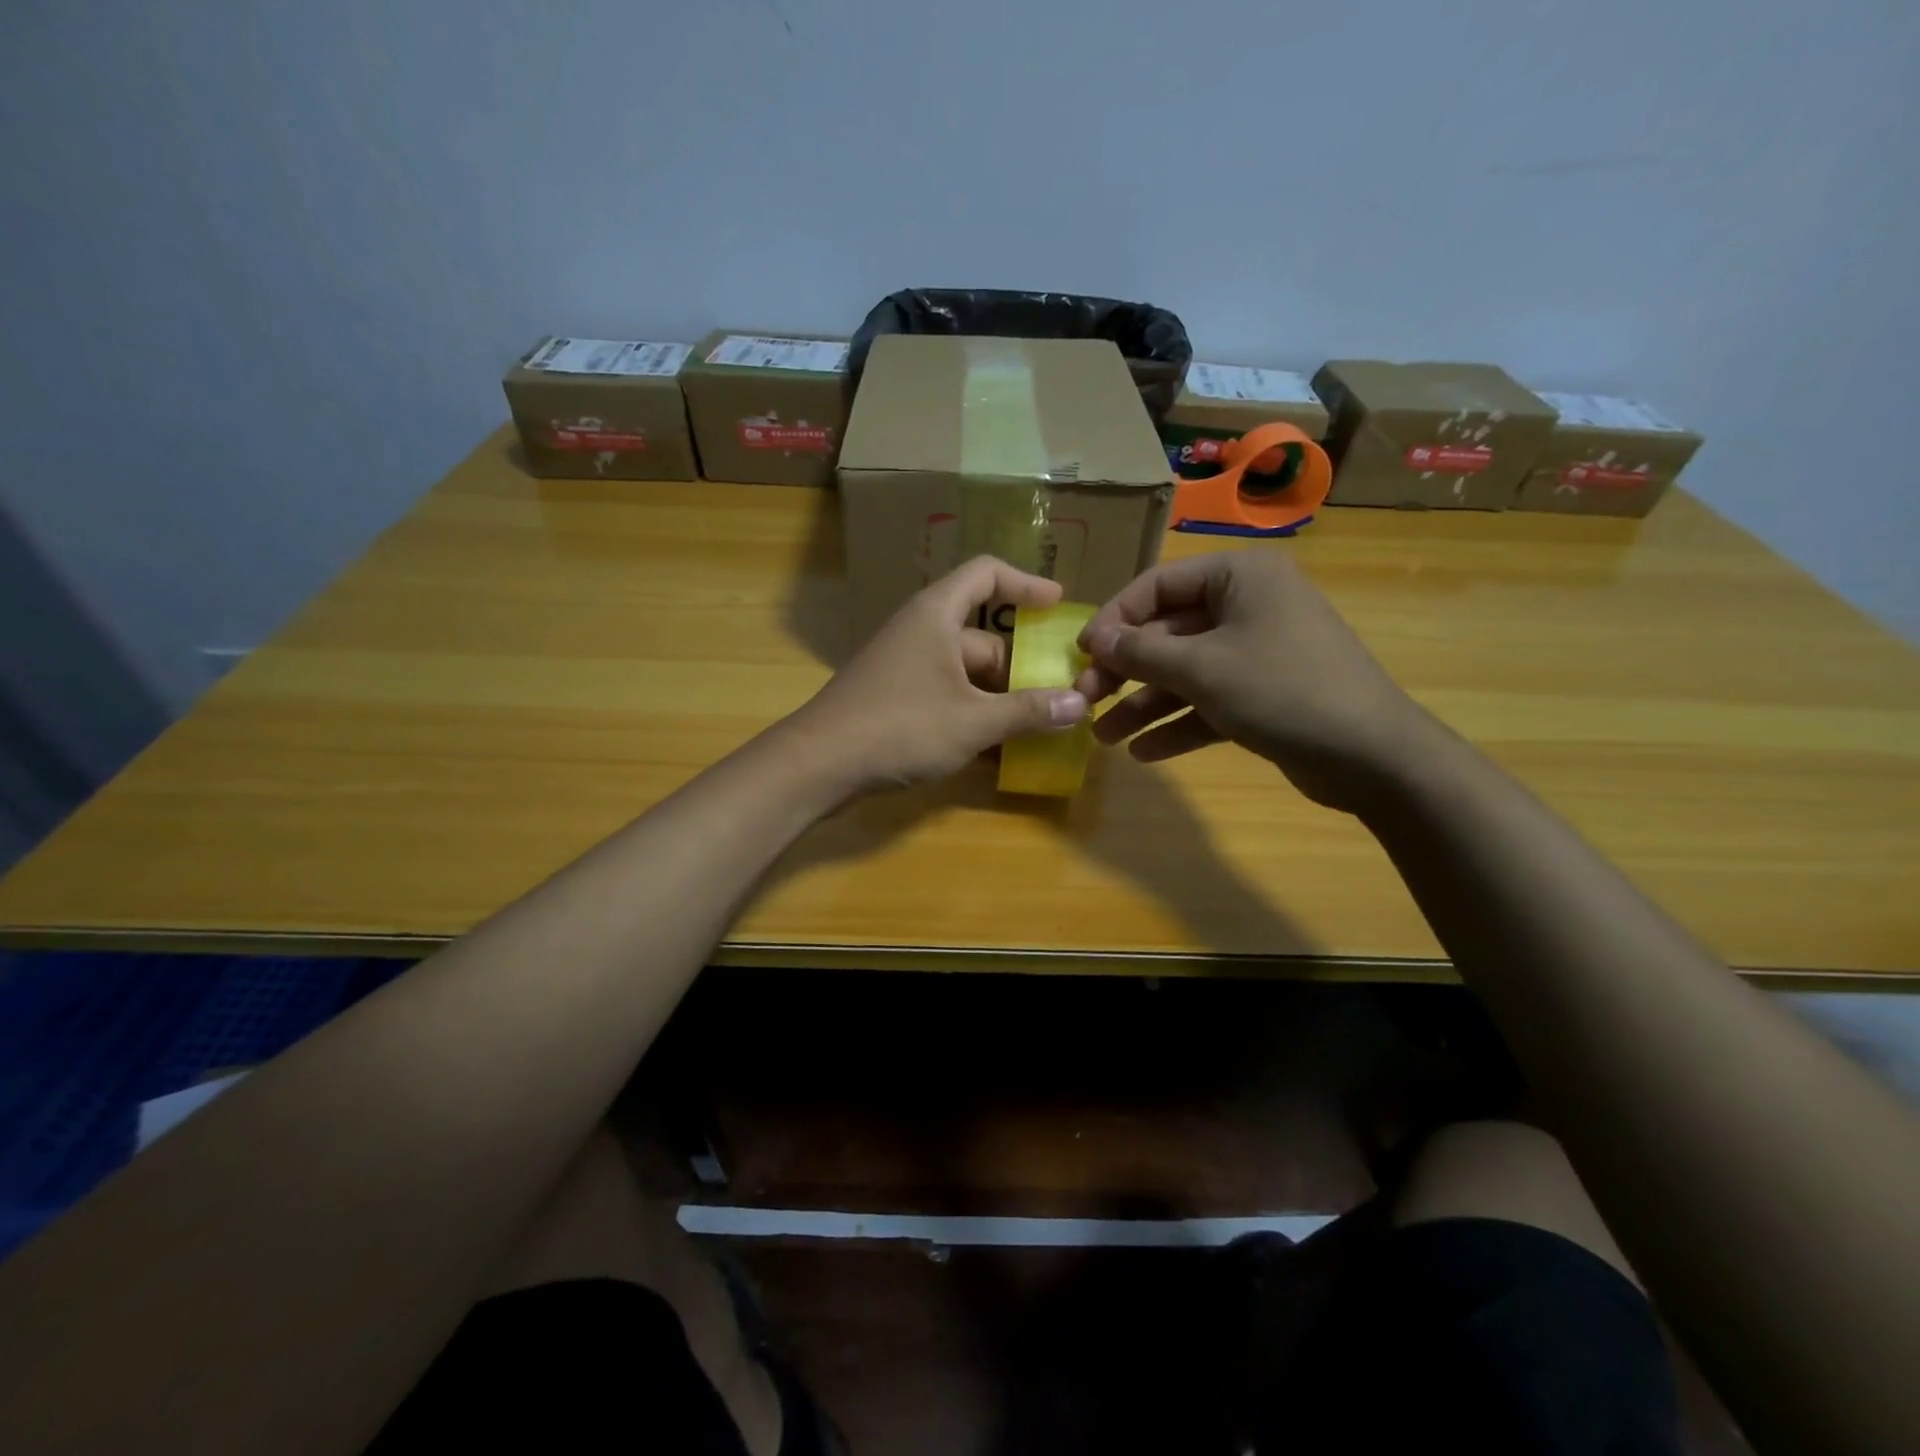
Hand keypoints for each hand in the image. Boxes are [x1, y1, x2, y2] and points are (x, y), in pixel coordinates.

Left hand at [791, 556, 1090, 794]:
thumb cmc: (900, 727)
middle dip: (1021, 667)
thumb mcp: (973, 722)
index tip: (1058, 604)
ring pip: (966, 672)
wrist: (818, 764)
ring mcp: (905, 665)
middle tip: (1060, 695)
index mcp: (937, 615)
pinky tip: (997, 747)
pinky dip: (973, 712)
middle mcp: (921, 631)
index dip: (1025, 582)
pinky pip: (946, 693)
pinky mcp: (894, 696)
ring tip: (1038, 726)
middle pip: (983, 636)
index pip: (986, 573)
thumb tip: (1082, 703)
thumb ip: (1028, 712)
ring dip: (1000, 696)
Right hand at [1074, 550, 1434, 811]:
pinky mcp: (1264, 695)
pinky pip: (1209, 702)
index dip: (1115, 618)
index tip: (1081, 653)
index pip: (1158, 585)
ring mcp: (1257, 653)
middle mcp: (1247, 607)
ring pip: (1186, 672)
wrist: (1372, 756)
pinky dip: (1178, 724)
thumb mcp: (1202, 669)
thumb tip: (1094, 639)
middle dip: (1126, 671)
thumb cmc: (1282, 690)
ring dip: (1144, 704)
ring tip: (1104, 737)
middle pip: (1168, 633)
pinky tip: (1145, 753)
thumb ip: (1141, 652)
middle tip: (1086, 700)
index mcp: (1239, 577)